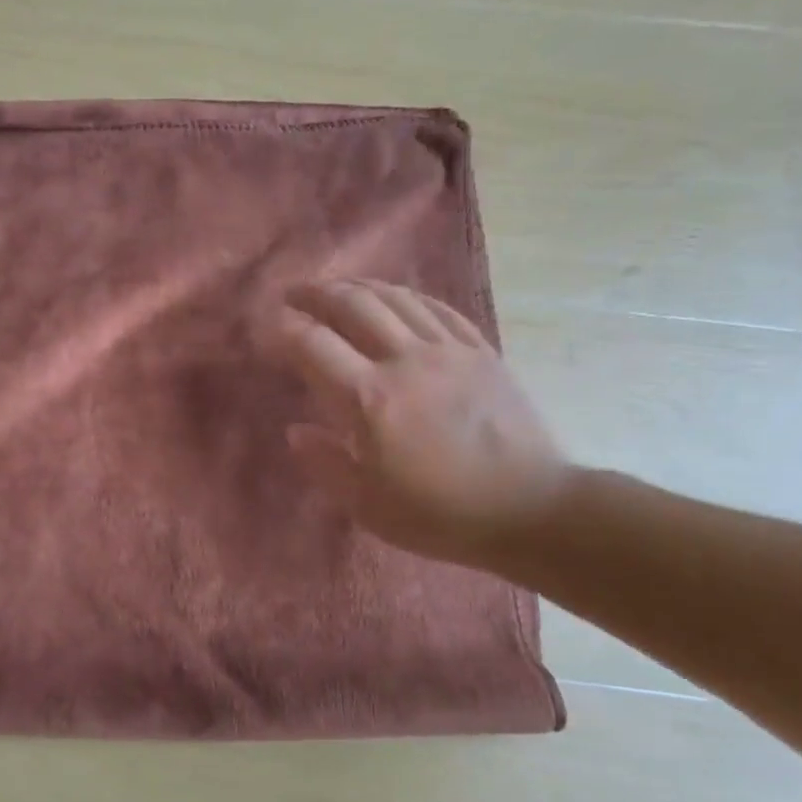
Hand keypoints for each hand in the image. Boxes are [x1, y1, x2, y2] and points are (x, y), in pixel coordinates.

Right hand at [274, 279, 570, 566]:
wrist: (529, 510)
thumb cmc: (439, 514)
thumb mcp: (366, 504)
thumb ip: (324, 462)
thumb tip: (295, 430)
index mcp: (369, 399)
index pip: (315, 345)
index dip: (287, 330)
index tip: (271, 326)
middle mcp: (405, 361)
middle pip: (354, 306)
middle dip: (318, 294)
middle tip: (296, 295)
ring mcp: (448, 351)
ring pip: (396, 299)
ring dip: (359, 287)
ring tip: (338, 289)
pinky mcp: (481, 351)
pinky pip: (437, 309)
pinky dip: (408, 296)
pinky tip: (396, 298)